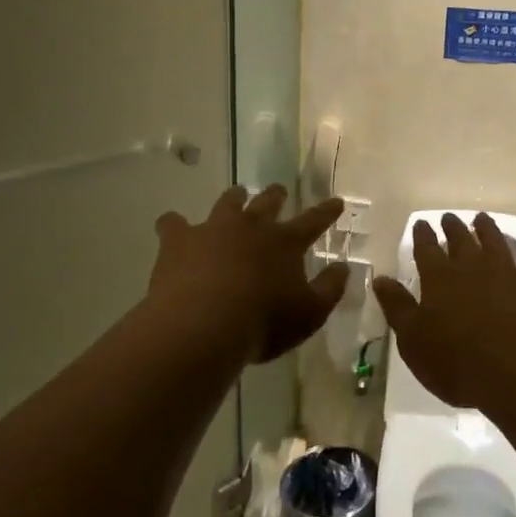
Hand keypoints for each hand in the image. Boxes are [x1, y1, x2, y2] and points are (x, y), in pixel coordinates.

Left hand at [149, 186, 347, 363]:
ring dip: (234, 198)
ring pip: (227, 203)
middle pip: (267, 202)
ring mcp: (214, 229)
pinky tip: (171, 226)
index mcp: (285, 242)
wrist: (203, 325)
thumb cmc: (263, 323)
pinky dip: (174, 224)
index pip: (314, 221)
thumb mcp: (310, 314)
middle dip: (276, 195)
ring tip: (236, 195)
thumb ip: (330, 289)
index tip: (336, 201)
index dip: (327, 212)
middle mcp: (252, 226)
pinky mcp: (179, 240)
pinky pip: (173, 224)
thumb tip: (344, 267)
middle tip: (279, 191)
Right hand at [370, 212, 515, 408]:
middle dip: (453, 227)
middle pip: (462, 239)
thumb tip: (379, 279)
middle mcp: (474, 267)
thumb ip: (398, 307)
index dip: (422, 235)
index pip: (427, 248)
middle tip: (449, 217)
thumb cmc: (458, 361)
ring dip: (488, 230)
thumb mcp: (414, 341)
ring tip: (482, 219)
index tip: (421, 224)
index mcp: (440, 277)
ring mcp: (509, 274)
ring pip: (496, 243)